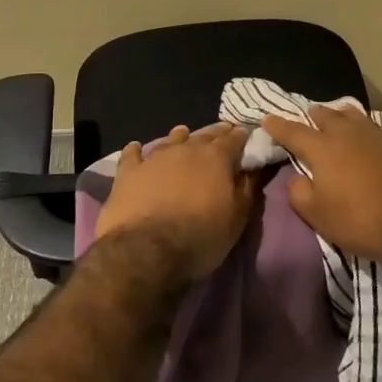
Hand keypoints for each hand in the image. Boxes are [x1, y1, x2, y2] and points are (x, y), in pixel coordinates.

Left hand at [95, 124, 255, 282]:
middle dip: (215, 133)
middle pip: (204, 134)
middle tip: (221, 132)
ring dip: (179, 137)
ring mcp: (155, 158)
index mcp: (216, 158)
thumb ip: (247, 188)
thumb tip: (253, 167)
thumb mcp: (237, 217)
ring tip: (183, 134)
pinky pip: (132, 154)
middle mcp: (186, 149)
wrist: (148, 250)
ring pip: (171, 139)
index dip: (241, 136)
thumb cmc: (201, 235)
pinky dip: (136, 150)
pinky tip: (136, 148)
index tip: (245, 135)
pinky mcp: (129, 172)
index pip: (234, 139)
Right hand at [261, 103, 381, 264]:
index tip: (267, 119)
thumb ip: (299, 194)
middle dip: (315, 114)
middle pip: (328, 116)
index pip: (293, 132)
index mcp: (323, 150)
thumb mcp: (318, 216)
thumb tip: (295, 179)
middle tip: (310, 114)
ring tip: (342, 114)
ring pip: (359, 117)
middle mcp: (350, 135)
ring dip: (347, 115)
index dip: (278, 126)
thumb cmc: (362, 220)